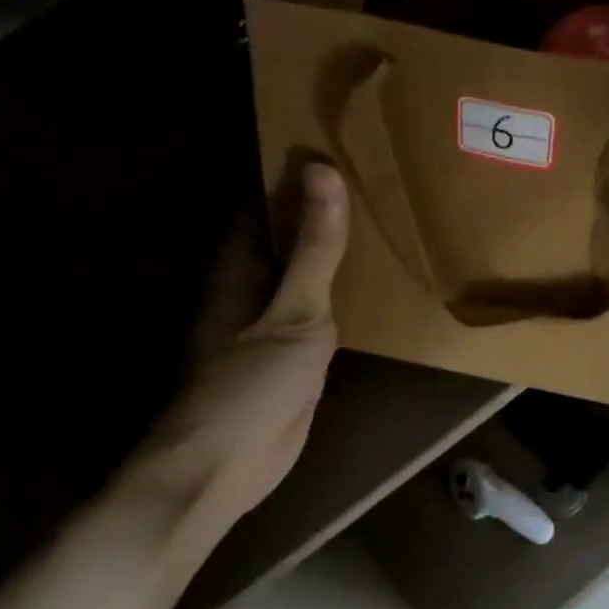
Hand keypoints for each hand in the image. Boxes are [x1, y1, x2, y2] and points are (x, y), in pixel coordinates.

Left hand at [114, 162, 348, 572]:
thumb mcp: (296, 312)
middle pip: (283, 239)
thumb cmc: (253, 382)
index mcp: (240, 268)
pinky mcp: (290, 358)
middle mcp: (251, 289)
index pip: (259, 206)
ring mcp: (269, 326)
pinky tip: (367, 289)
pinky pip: (315, 313)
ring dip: (328, 254)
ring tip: (377, 221)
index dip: (288, 176)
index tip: (329, 146)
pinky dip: (337, 295)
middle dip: (316, 213)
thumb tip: (322, 170)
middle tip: (369, 178)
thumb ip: (315, 249)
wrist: (231, 463)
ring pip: (300, 276)